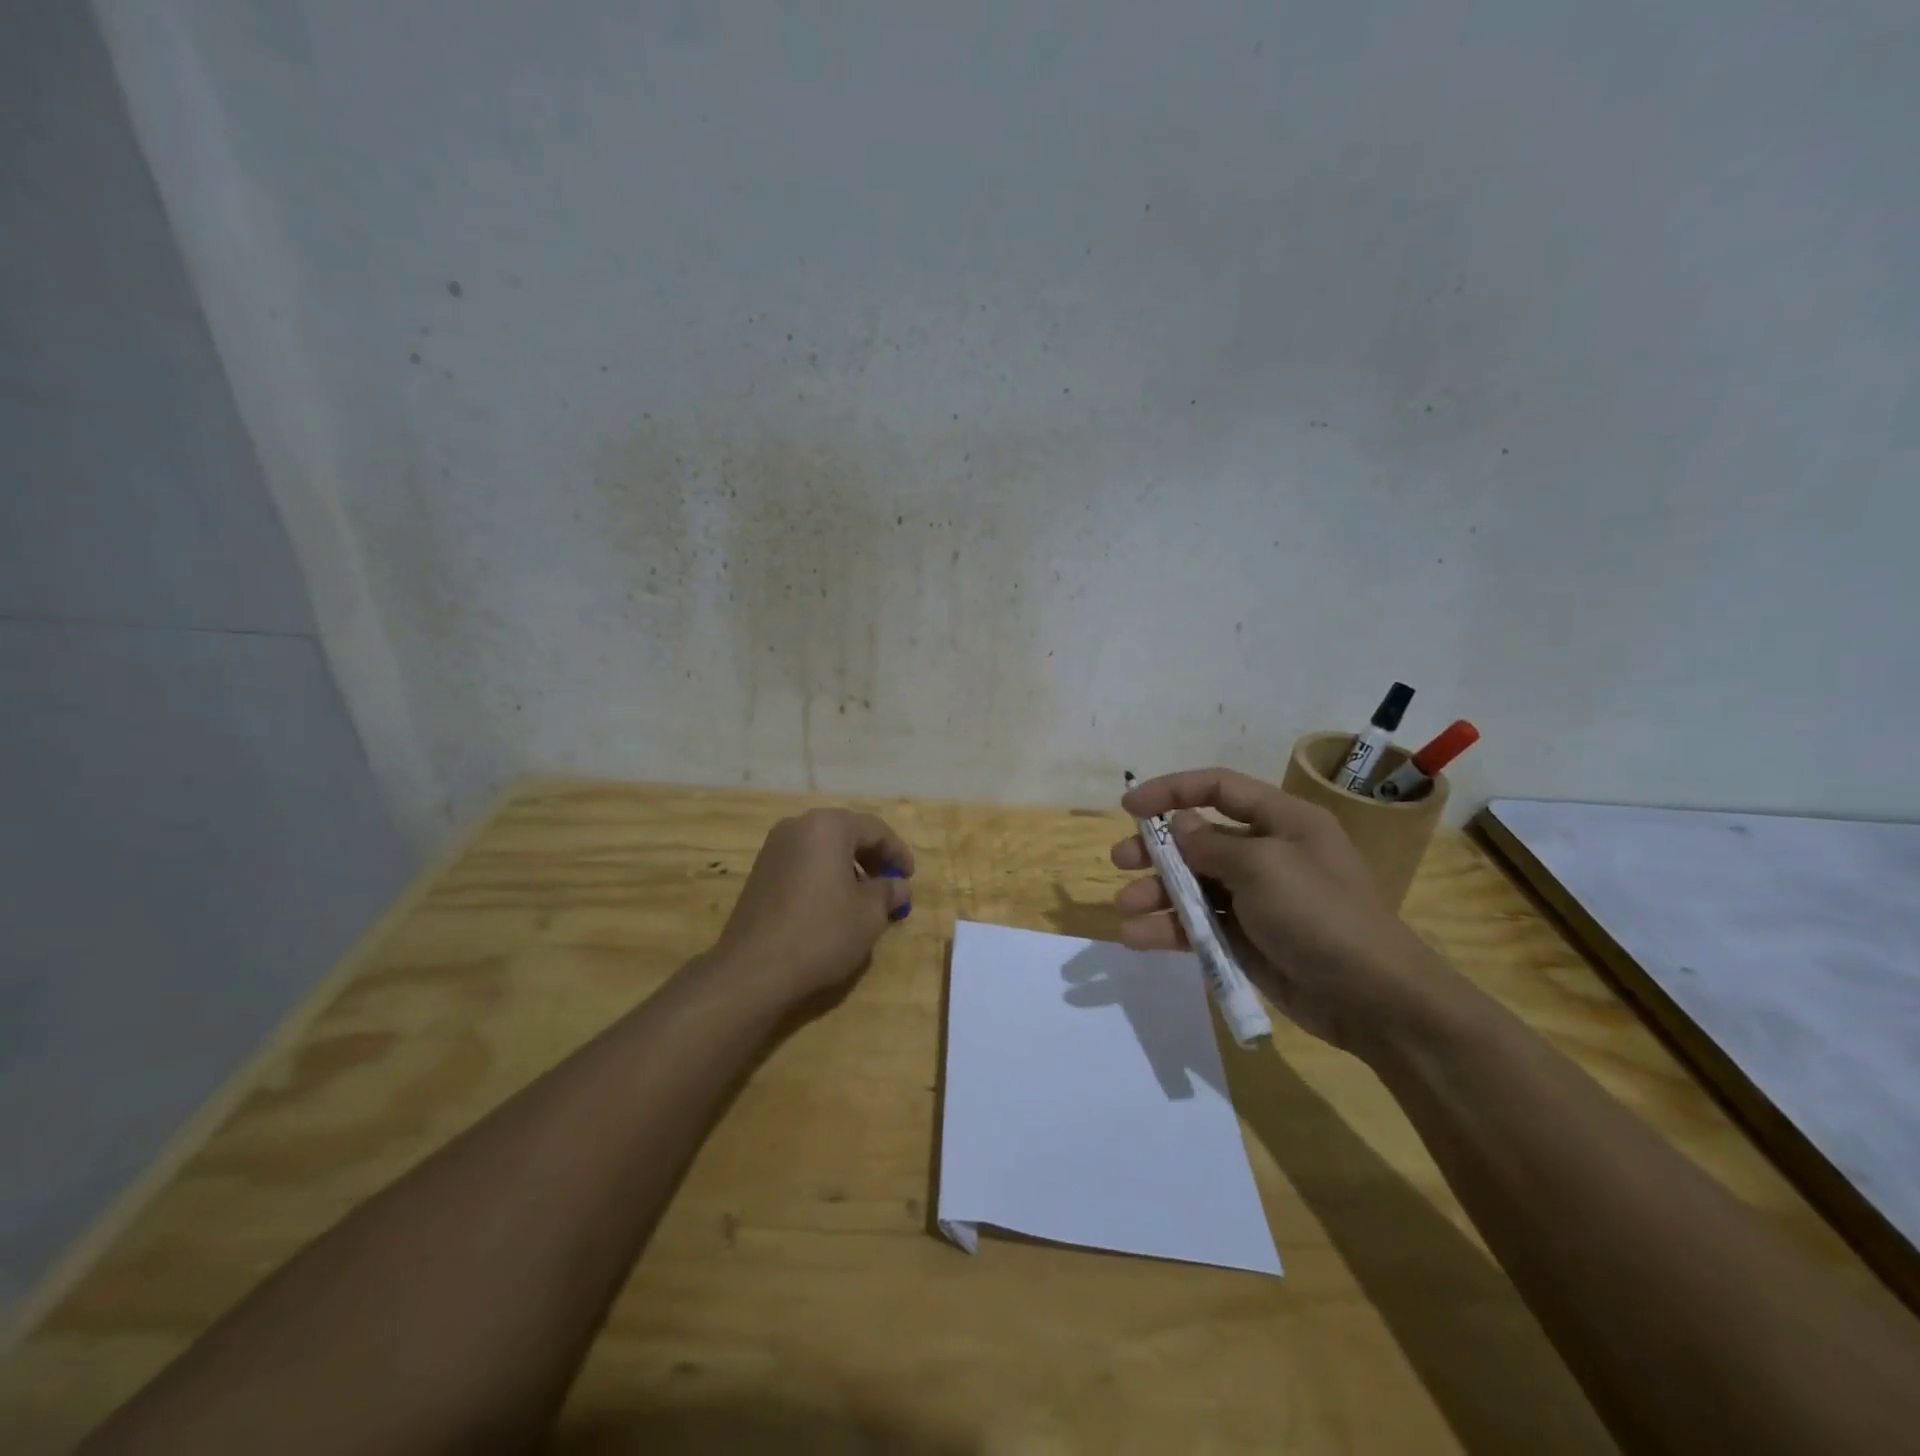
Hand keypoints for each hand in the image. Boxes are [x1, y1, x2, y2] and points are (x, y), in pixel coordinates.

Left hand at [711, 808, 913, 1007]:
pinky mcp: (760, 872)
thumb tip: (899, 886)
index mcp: (828, 826)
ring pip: (823, 849)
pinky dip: (824, 877)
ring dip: (848, 868)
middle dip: (872, 858)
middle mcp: (798, 827)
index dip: (898, 853)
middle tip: (890, 885)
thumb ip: (889, 892)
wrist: (754, 969)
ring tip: (864, 900)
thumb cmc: (822, 932)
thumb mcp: (869, 914)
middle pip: (846, 834)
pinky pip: (803, 864)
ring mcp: (774, 848)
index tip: (910, 877)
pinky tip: (833, 906)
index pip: (875, 829)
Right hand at [1112, 767, 1442, 1055]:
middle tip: (1120, 861)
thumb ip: (1213, 844)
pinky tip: (1139, 938)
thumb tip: (1182, 826)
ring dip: (1156, 894)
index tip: (1129, 806)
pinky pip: (1199, 925)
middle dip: (1157, 849)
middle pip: (1199, 838)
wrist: (1373, 999)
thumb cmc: (1321, 915)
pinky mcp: (1247, 938)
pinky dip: (1169, 930)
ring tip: (1126, 908)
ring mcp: (1256, 899)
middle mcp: (1266, 853)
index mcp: (1282, 821)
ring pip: (1193, 886)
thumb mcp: (1264, 867)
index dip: (1171, 791)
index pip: (1218, 788)